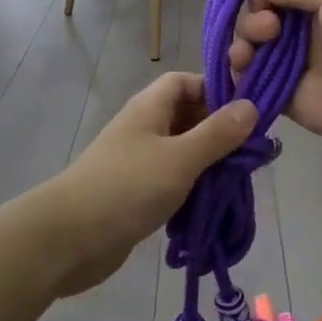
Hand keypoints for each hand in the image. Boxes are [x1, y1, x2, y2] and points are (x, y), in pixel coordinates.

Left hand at [45, 74, 256, 296]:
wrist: (69, 238)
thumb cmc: (127, 187)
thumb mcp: (180, 158)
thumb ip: (217, 134)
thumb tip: (251, 105)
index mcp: (150, 107)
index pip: (186, 82)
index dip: (216, 89)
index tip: (248, 112)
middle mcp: (144, 128)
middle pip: (187, 116)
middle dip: (219, 132)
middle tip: (252, 154)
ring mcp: (138, 161)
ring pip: (182, 151)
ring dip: (208, 164)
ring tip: (238, 182)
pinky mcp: (136, 192)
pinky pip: (172, 180)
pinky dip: (192, 189)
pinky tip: (212, 205)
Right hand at [229, 0, 321, 154]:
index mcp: (316, 5)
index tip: (262, 2)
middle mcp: (302, 36)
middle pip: (256, 25)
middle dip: (250, 22)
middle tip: (268, 30)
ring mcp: (295, 70)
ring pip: (250, 56)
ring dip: (239, 48)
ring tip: (247, 53)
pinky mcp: (290, 102)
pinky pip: (254, 89)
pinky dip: (239, 80)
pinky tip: (239, 72)